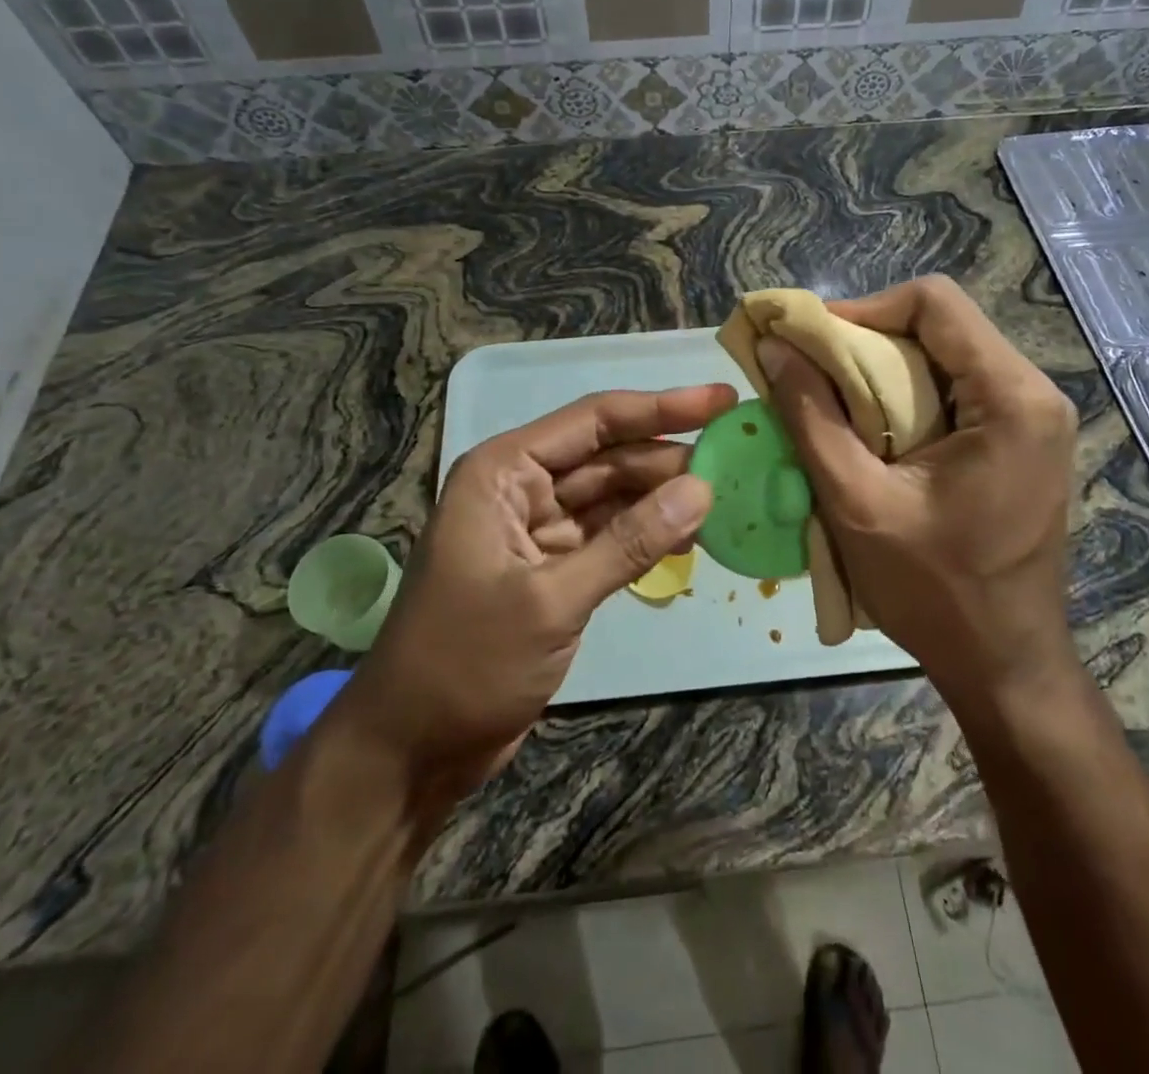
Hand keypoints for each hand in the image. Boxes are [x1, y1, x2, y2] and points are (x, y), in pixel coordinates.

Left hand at [330, 384, 735, 820]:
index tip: (722, 398)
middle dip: (668, 456)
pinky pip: (611, 536)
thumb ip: (629, 542)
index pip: (595, 421)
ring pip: (614, 496)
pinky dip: (648, 535)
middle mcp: (522, 488)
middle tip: (737, 455)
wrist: (412, 750)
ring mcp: (538, 530)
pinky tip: (691, 535)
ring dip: (663, 496)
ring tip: (726, 494)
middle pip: (609, 456)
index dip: (661, 407)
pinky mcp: (554, 570)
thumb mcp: (551, 599)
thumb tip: (703, 489)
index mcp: (504, 472)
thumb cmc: (466, 662)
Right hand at [758, 277, 1079, 719]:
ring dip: (883, 371)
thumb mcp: (856, 500)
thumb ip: (811, 415)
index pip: (934, 302)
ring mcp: (1034, 417)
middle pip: (941, 325)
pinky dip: (906, 397)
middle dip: (867, 342)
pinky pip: (956, 390)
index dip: (862, 309)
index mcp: (1012, 398)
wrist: (1003, 662)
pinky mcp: (1022, 440)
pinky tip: (872, 432)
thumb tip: (773, 346)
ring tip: (833, 404)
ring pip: (945, 355)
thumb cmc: (934, 590)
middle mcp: (1035, 393)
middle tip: (811, 375)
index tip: (810, 345)